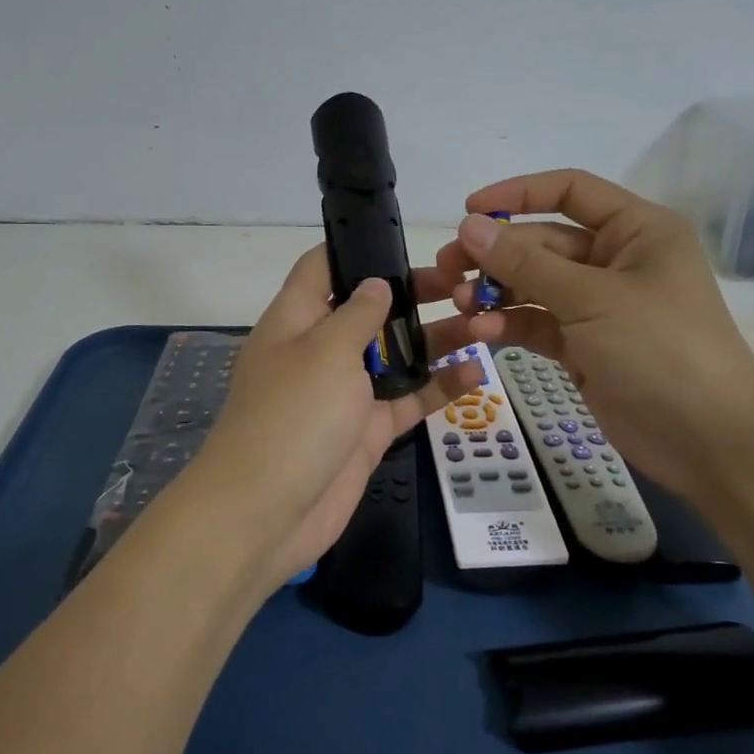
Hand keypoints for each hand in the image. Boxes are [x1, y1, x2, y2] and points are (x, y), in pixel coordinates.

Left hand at [176, 248, 481, 589]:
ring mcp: (346, 391)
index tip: (402, 240)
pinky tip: (478, 370)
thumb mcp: (325, 350)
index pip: (321, 268)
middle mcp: (321, 349)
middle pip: (369, 310)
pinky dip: (440, 386)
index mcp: (296, 319)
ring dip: (436, 339)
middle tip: (463, 283)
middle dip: (412, 294)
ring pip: (396, 354)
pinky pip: (408, 399)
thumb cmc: (293, 415)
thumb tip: (376, 283)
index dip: (356, 249)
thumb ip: (357, 313)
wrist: (268, 513)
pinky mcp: (367, 429)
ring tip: (485, 320)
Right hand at [431, 169, 753, 499]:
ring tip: (463, 303)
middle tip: (449, 268)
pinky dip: (511, 323)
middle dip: (497, 254)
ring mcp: (599, 305)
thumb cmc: (660, 349)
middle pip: (543, 242)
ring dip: (497, 291)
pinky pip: (538, 322)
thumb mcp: (590, 298)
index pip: (570, 192)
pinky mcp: (584, 345)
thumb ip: (525, 263)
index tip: (469, 212)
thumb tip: (469, 226)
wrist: (709, 441)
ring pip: (534, 285)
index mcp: (636, 230)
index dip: (517, 195)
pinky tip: (484, 332)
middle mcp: (616, 260)